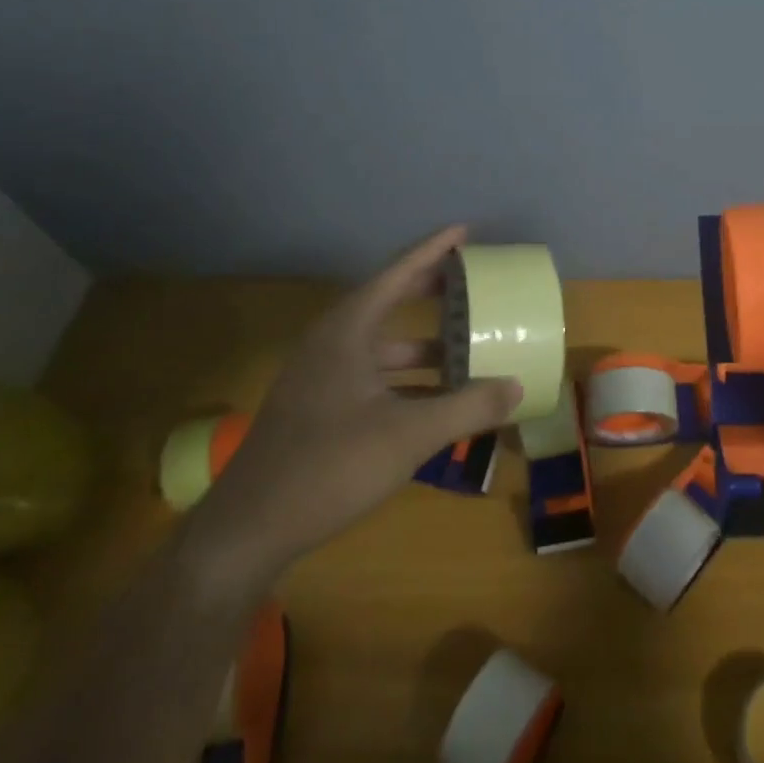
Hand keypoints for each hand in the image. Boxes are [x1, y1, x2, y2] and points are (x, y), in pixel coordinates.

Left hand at [180, 226, 522, 597]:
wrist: (246, 531)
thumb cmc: (330, 466)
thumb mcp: (409, 435)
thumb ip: (468, 407)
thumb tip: (517, 386)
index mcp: (347, 330)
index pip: (397, 273)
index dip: (433, 250)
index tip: (465, 231)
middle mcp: (331, 343)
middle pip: (387, 301)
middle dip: (429, 291)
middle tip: (471, 283)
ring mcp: (319, 377)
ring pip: (380, 345)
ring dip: (421, 345)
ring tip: (464, 347)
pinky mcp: (316, 408)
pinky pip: (370, 376)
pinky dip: (404, 379)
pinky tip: (433, 399)